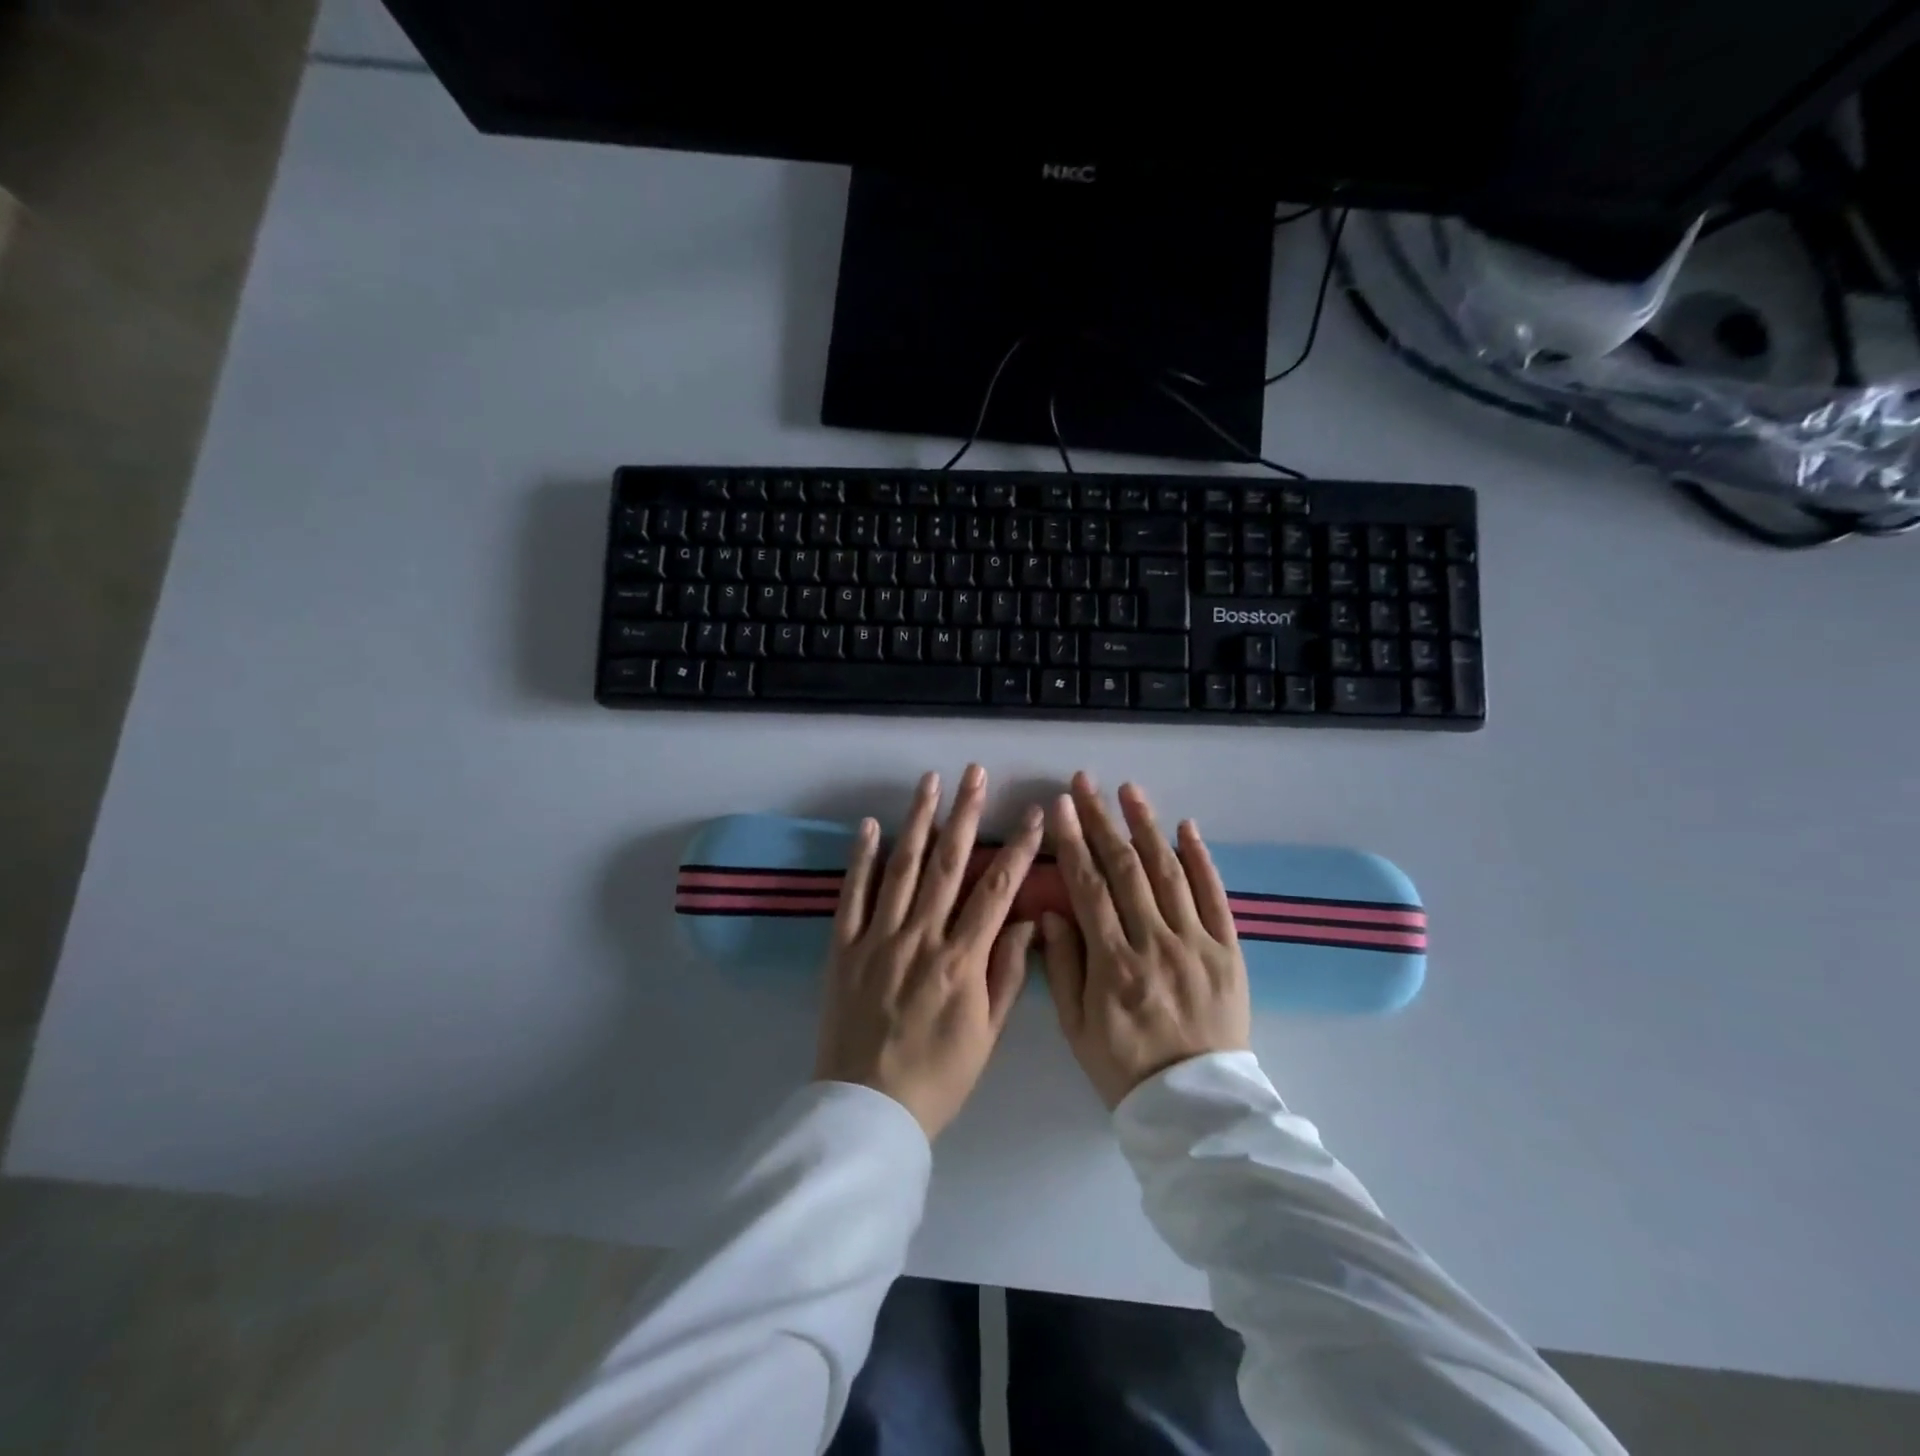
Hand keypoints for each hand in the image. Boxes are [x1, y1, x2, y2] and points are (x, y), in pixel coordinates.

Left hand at [815, 765, 1044, 1138]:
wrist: (868, 1111)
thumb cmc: (938, 1077)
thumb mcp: (986, 1035)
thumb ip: (1007, 975)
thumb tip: (1027, 923)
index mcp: (961, 961)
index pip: (997, 891)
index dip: (1018, 849)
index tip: (1034, 814)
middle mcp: (921, 937)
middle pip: (948, 865)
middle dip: (966, 814)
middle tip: (975, 773)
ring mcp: (878, 938)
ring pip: (902, 868)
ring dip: (918, 821)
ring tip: (930, 781)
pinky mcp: (843, 948)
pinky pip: (852, 895)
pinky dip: (861, 858)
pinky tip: (870, 825)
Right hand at [1040, 772, 1249, 1108]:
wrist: (1196, 1106)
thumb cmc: (1125, 1067)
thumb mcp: (1076, 1028)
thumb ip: (1062, 967)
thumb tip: (1052, 911)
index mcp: (1113, 965)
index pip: (1088, 888)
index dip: (1072, 843)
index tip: (1060, 808)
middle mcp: (1155, 944)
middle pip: (1125, 869)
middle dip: (1101, 820)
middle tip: (1086, 783)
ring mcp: (1197, 944)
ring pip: (1169, 872)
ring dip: (1147, 826)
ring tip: (1130, 790)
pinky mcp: (1228, 951)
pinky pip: (1215, 896)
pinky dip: (1201, 859)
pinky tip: (1186, 827)